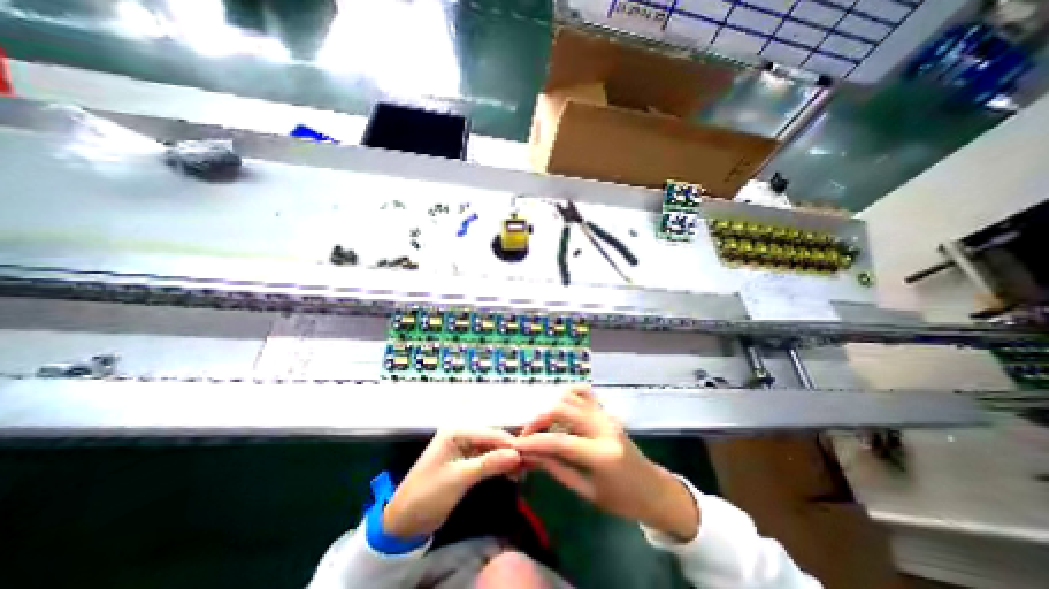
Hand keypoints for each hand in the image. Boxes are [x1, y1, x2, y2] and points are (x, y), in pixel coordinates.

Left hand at [381, 429, 518, 536]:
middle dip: (509, 450)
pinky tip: (511, 473)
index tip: (529, 454)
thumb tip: (517, 454)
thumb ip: (489, 463)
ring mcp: (463, 448)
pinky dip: (498, 465)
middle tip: (529, 463)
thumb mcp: (459, 478)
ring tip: (524, 469)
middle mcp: (461, 434)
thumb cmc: (428, 494)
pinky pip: (486, 459)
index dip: (509, 443)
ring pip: (491, 449)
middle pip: (492, 439)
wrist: (403, 522)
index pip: (489, 433)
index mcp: (456, 431)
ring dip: (506, 458)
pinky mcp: (465, 461)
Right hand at [516, 386, 694, 541]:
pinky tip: (560, 409)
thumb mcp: (587, 492)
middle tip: (528, 434)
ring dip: (551, 407)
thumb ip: (557, 469)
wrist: (653, 490)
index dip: (534, 442)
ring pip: (571, 396)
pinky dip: (568, 395)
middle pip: (562, 409)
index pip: (559, 441)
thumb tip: (532, 455)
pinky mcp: (606, 412)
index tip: (517, 444)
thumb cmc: (622, 500)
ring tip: (543, 425)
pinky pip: (584, 393)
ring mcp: (606, 415)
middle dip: (539, 419)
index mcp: (601, 455)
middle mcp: (603, 427)